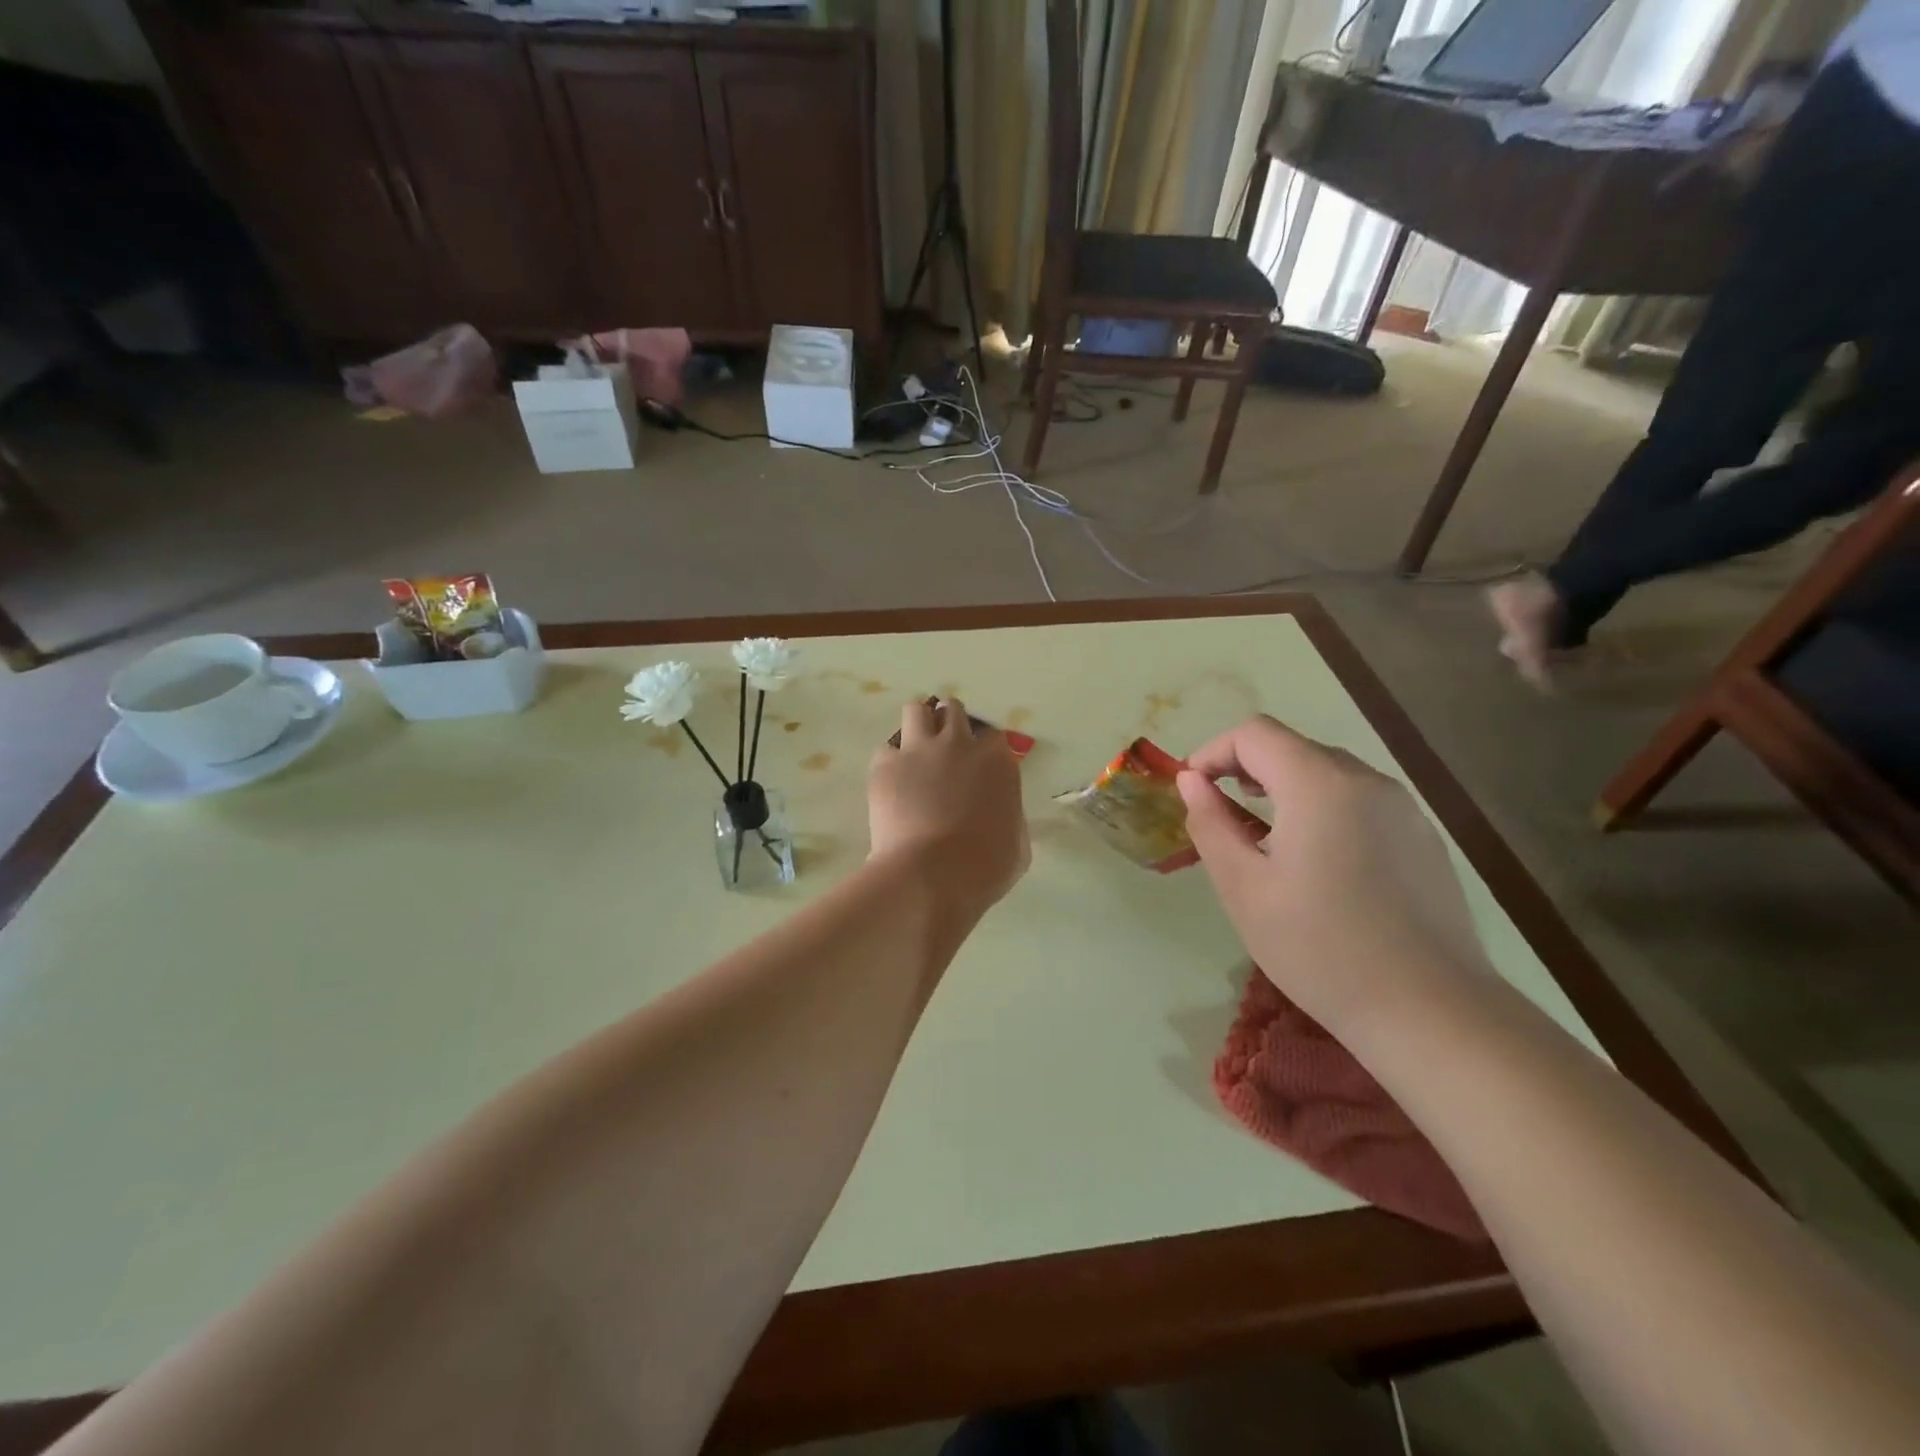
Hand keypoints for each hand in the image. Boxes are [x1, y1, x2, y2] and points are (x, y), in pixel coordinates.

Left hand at [869, 698, 1027, 914]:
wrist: (931, 875)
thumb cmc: (984, 868)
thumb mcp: (1017, 844)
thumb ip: (1010, 815)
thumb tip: (1000, 811)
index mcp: (997, 761)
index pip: (992, 737)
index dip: (983, 751)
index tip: (977, 768)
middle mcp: (959, 744)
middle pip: (953, 712)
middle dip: (949, 726)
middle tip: (944, 752)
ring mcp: (919, 749)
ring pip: (916, 711)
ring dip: (918, 725)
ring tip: (914, 750)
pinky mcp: (885, 764)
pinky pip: (885, 750)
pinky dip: (889, 762)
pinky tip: (891, 783)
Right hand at [1176, 715, 1490, 1034]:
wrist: (1429, 1011)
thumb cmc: (1319, 947)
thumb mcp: (1243, 887)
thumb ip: (1210, 823)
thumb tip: (1191, 780)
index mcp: (1319, 784)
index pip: (1254, 733)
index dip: (1213, 751)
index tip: (1193, 790)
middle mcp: (1367, 780)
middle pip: (1293, 747)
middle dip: (1246, 769)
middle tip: (1222, 817)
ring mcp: (1403, 808)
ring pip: (1328, 773)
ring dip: (1284, 789)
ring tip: (1266, 841)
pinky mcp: (1423, 838)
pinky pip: (1360, 802)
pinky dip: (1323, 810)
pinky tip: (1319, 865)